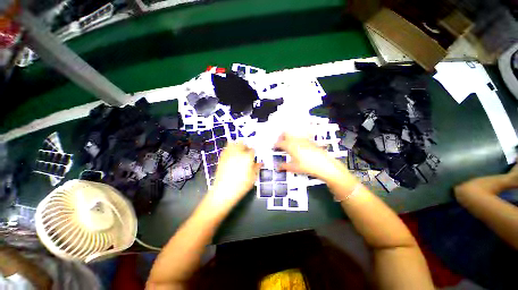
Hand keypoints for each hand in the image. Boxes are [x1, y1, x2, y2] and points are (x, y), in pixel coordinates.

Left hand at [208, 142, 261, 207]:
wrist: (223, 191)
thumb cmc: (241, 185)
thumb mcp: (253, 177)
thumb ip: (257, 168)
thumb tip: (260, 163)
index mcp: (247, 157)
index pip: (252, 150)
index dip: (254, 152)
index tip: (254, 156)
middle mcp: (238, 152)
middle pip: (242, 143)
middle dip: (245, 146)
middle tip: (246, 152)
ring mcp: (229, 154)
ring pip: (233, 143)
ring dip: (237, 145)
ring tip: (238, 151)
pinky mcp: (222, 157)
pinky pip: (226, 149)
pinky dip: (229, 149)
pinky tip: (231, 155)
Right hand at [274, 133, 344, 180]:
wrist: (324, 165)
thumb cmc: (307, 166)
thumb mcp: (294, 168)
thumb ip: (284, 166)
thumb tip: (278, 167)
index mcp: (290, 146)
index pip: (279, 143)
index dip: (275, 145)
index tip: (274, 147)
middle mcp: (296, 140)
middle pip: (286, 133)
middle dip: (281, 137)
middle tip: (280, 142)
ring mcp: (303, 139)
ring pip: (293, 134)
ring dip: (289, 137)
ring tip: (288, 144)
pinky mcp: (310, 141)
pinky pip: (300, 137)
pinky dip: (296, 139)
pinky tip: (298, 146)